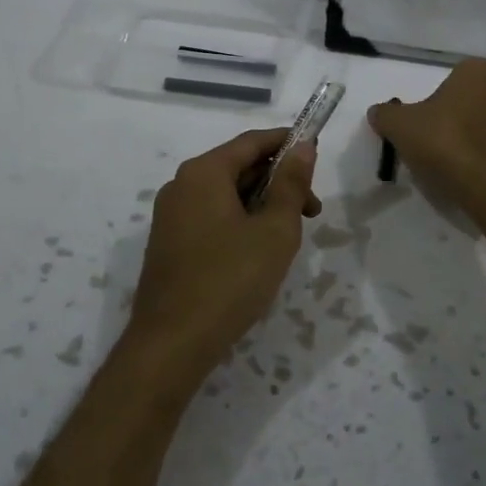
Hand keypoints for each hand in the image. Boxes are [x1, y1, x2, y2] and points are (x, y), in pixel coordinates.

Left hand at [127, 129, 319, 384]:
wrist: (172, 344)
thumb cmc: (230, 280)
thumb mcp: (274, 230)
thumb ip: (291, 184)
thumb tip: (302, 146)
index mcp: (204, 173)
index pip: (251, 142)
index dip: (287, 142)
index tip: (316, 152)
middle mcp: (181, 185)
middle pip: (237, 167)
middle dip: (278, 182)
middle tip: (312, 211)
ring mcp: (171, 216)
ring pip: (225, 195)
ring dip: (261, 205)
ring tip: (289, 236)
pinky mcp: (169, 243)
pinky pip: (211, 217)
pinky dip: (240, 221)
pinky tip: (258, 251)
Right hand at [368, 60, 485, 212]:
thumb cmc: (443, 141)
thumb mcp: (399, 126)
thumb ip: (386, 114)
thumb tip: (378, 112)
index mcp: (478, 73)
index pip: (458, 79)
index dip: (442, 101)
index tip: (430, 125)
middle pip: (483, 103)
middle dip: (468, 120)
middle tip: (445, 147)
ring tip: (467, 168)